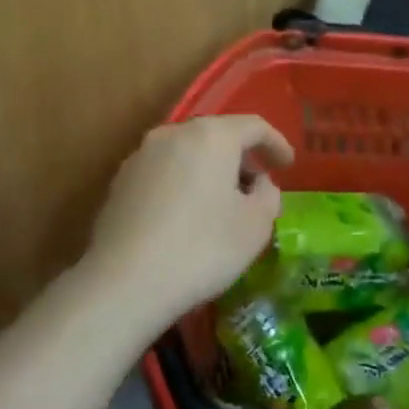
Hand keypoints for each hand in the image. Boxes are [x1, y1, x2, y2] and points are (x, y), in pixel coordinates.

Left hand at [84, 115, 293, 326]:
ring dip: (210, 171)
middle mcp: (173, 134)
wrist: (124, 281)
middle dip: (241, 157)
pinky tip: (187, 217)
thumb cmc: (202, 248)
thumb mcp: (255, 226)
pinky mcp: (120, 181)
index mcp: (211, 136)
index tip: (288, 165)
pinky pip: (164, 172)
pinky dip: (183, 184)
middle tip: (257, 186)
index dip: (276, 143)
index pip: (253, 126)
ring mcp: (141, 155)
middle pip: (217, 136)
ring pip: (187, 153)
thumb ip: (267, 195)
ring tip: (222, 204)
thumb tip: (259, 184)